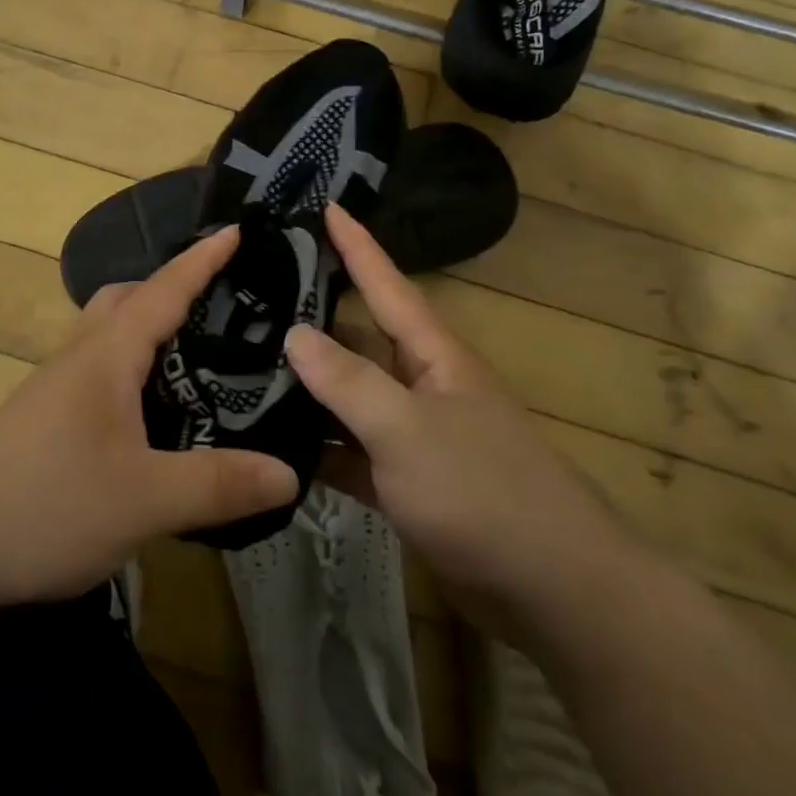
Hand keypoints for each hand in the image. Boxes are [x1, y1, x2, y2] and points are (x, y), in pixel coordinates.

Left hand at [0, 227, 298, 606]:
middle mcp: (84, 353)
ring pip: (115, 330)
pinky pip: (106, 363)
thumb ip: (219, 485)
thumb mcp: (144, 500)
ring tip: (205, 353)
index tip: (240, 230)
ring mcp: (62, 382)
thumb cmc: (48, 504)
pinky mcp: (53, 411)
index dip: (204, 259)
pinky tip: (160, 406)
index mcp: (109, 353)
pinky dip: (140, 362)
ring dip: (156, 324)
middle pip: (133, 297)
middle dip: (178, 287)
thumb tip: (290, 472)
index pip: (165, 288)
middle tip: (229, 305)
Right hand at [288, 205, 625, 636]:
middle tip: (250, 298)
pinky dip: (318, 447)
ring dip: (306, 387)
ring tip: (242, 366)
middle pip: (358, 339)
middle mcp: (421, 385)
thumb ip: (348, 380)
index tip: (324, 205)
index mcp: (432, 355)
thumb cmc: (483, 491)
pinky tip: (271, 443)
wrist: (553, 590)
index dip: (356, 244)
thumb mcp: (407, 428)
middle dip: (311, 318)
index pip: (386, 283)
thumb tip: (293, 332)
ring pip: (349, 397)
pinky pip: (351, 451)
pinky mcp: (404, 482)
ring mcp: (412, 435)